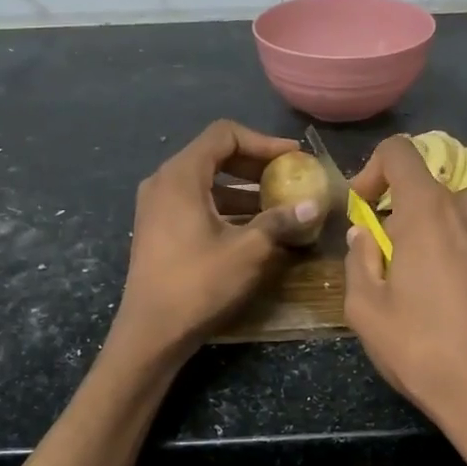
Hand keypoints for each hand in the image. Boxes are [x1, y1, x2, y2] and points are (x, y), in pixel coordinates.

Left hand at [114, 120, 319, 360]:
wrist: (152, 331)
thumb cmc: (198, 284)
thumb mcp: (248, 250)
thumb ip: (281, 221)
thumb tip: (314, 205)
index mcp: (180, 175)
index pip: (224, 134)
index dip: (263, 142)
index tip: (293, 159)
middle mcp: (163, 182)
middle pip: (214, 155)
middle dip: (255, 165)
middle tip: (289, 178)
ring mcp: (156, 207)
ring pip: (205, 182)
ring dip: (242, 189)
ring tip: (277, 206)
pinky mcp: (158, 229)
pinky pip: (195, 203)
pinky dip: (225, 207)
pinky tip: (251, 228)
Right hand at [344, 135, 466, 465]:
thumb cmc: (424, 352)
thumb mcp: (366, 312)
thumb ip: (358, 261)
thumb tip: (364, 236)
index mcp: (429, 212)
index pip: (400, 153)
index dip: (375, 171)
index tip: (367, 208)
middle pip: (437, 192)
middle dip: (414, 218)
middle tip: (406, 264)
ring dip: (454, 234)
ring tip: (448, 283)